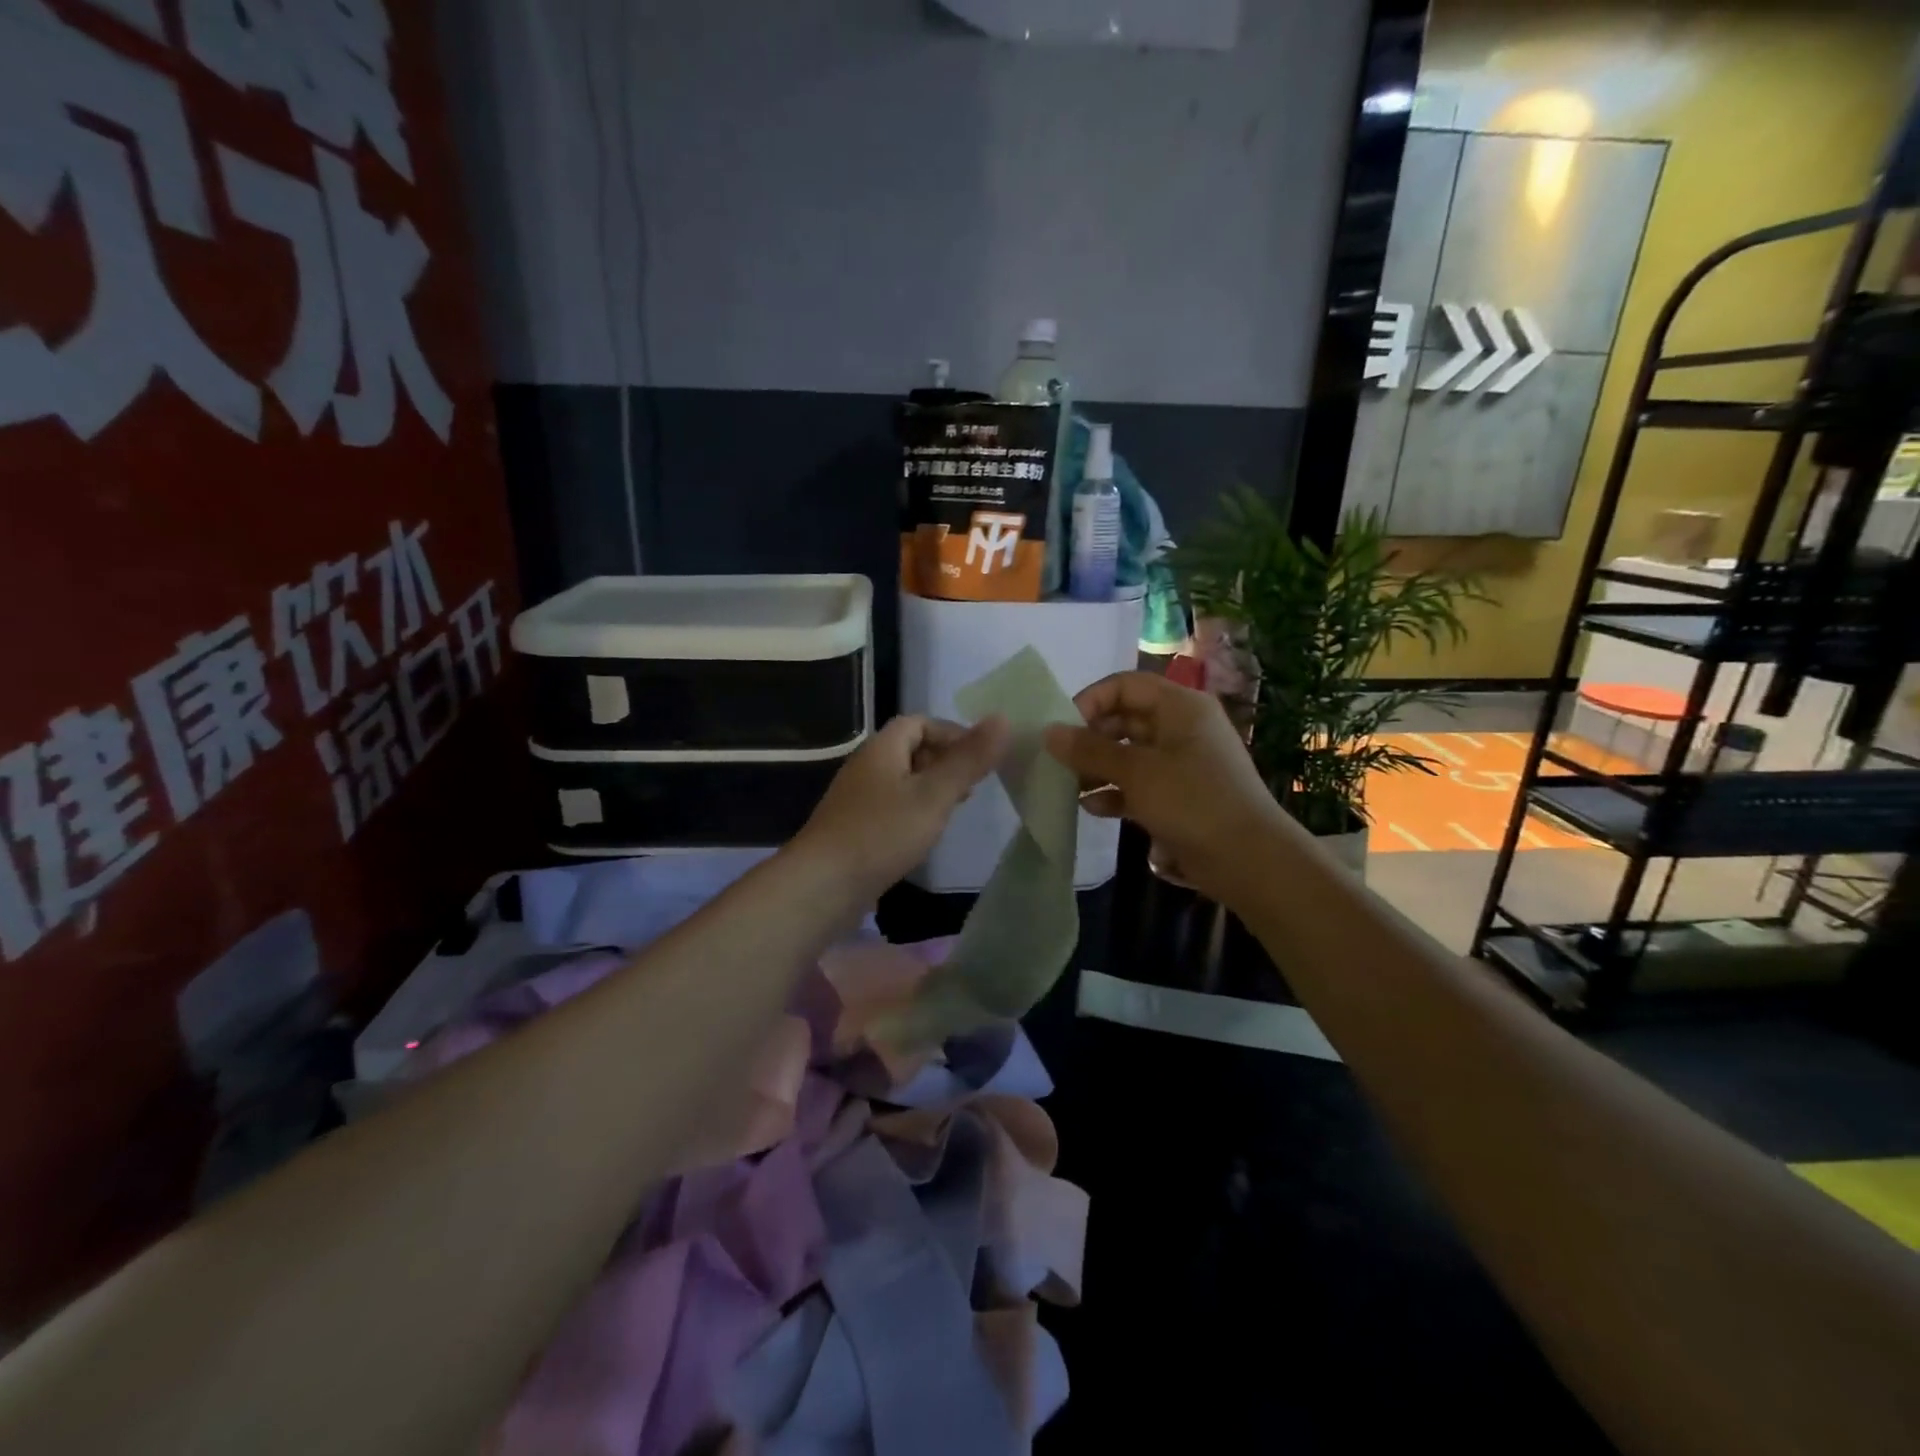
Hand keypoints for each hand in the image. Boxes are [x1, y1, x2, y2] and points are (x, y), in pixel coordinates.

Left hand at [794, 713, 1009, 898]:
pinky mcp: (854, 828)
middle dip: (944, 762)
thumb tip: (1002, 718)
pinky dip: (913, 812)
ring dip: (930, 789)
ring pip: (902, 781)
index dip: (952, 733)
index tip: (979, 759)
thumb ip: (968, 759)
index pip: (919, 722)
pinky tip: (924, 835)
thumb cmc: (881, 833)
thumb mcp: (934, 795)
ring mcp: (857, 798)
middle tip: (972, 786)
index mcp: (882, 748)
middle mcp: (866, 766)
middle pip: (910, 749)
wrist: (822, 885)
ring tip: (954, 811)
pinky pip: (891, 807)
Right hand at [1043, 671, 1290, 904]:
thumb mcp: (1136, 772)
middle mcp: (1181, 728)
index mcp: (1180, 706)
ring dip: (1098, 767)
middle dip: (1090, 739)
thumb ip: (1090, 750)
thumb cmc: (1192, 801)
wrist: (1249, 860)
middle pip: (1126, 719)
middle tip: (1060, 761)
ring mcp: (1182, 763)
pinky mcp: (1180, 796)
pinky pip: (1140, 784)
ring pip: (1130, 754)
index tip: (1062, 729)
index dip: (1091, 701)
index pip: (1125, 685)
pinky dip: (1116, 791)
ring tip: (1069, 786)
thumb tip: (1049, 732)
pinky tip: (1091, 808)